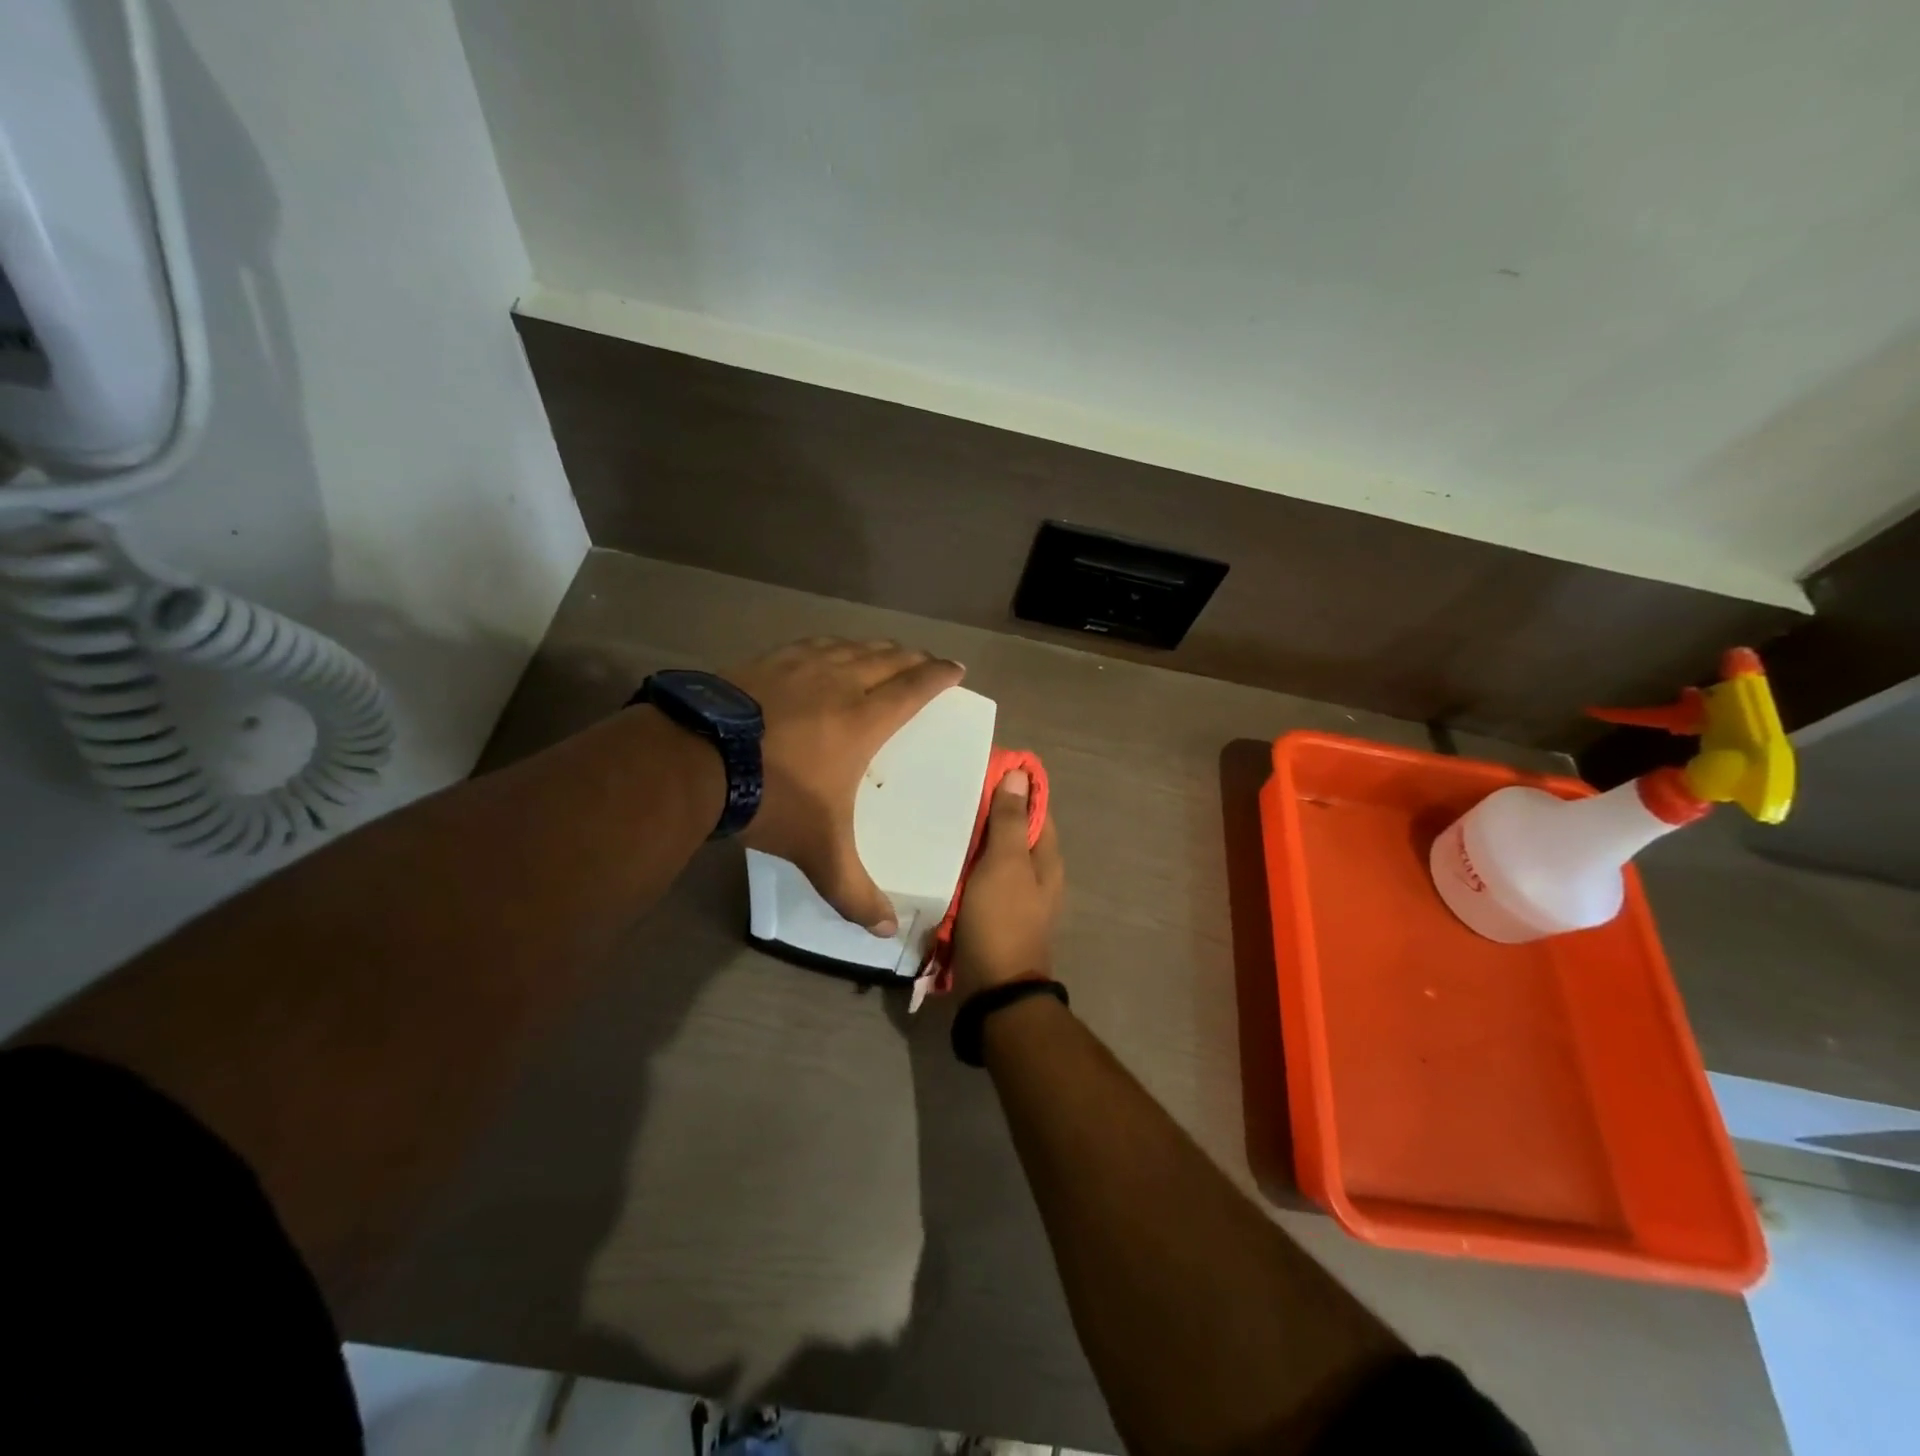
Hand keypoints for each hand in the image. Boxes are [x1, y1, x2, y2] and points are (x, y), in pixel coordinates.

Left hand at [727, 637, 963, 933]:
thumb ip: (854, 892)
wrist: (696, 761)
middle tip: (927, 662)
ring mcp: (799, 667)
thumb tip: (888, 930)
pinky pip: (811, 645)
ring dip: (875, 648)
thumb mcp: (819, 852)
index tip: (957, 669)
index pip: (914, 688)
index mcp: (863, 720)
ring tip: (884, 652)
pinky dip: (831, 645)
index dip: (940, 676)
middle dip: (913, 658)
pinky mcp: (764, 662)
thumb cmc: (772, 799)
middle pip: (887, 659)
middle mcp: (838, 683)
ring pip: (849, 647)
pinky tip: (826, 650)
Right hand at [952, 769, 1064, 998]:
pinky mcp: (991, 912)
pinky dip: (964, 863)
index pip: (1035, 807)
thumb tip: (1020, 774)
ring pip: (993, 854)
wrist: (994, 990)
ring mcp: (1013, 895)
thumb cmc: (1002, 921)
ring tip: (939, 814)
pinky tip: (939, 854)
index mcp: (1045, 858)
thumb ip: (1011, 821)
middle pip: (1013, 830)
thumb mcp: (1006, 865)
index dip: (1014, 784)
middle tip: (952, 787)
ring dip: (973, 836)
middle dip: (988, 809)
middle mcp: (1034, 873)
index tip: (983, 764)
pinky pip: (978, 877)